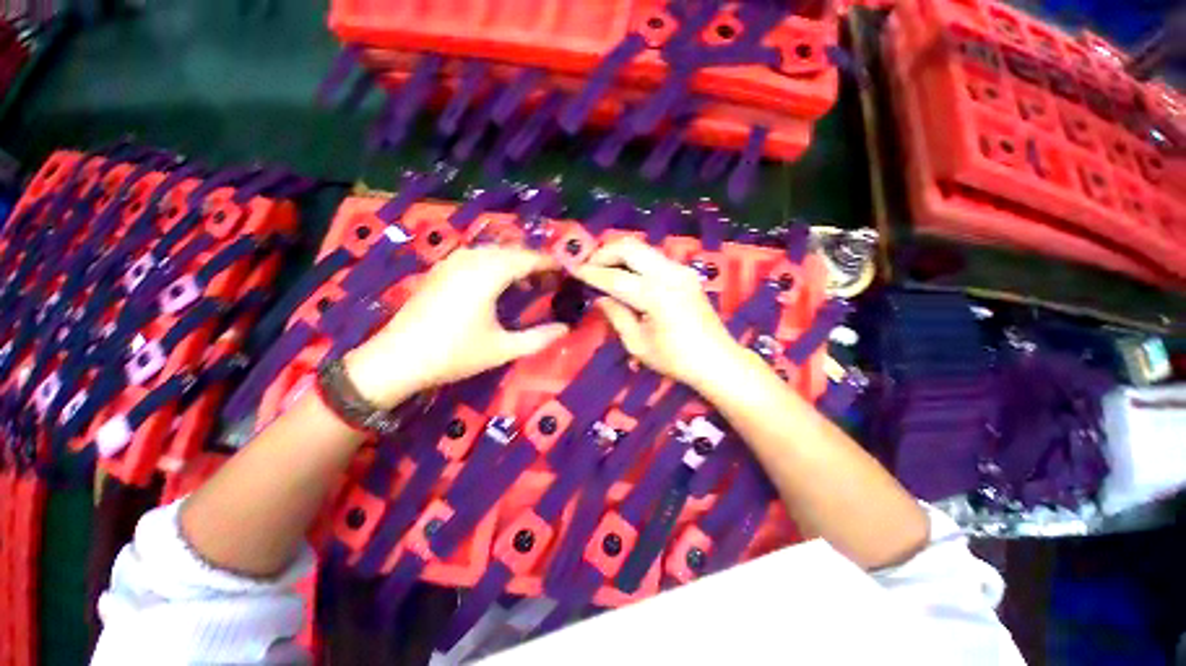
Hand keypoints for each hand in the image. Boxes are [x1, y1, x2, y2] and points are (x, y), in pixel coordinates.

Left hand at [345, 246, 568, 406]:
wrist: (397, 359)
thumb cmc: (454, 353)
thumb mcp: (503, 349)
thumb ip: (539, 338)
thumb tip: (566, 329)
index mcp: (488, 273)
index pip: (528, 259)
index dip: (550, 263)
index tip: (568, 271)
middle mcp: (470, 259)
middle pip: (511, 251)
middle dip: (534, 262)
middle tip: (552, 280)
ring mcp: (452, 262)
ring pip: (493, 252)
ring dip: (514, 262)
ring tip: (529, 282)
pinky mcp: (440, 270)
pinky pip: (476, 257)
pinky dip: (495, 264)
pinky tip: (498, 283)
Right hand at [573, 238, 741, 389]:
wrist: (717, 360)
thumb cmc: (675, 359)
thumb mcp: (638, 344)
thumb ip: (616, 315)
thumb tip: (600, 297)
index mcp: (655, 295)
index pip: (615, 277)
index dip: (591, 273)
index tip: (573, 270)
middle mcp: (669, 274)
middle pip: (630, 247)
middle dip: (604, 253)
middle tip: (588, 266)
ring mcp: (680, 270)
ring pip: (642, 248)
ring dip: (619, 254)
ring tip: (603, 269)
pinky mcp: (686, 272)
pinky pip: (653, 257)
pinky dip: (634, 260)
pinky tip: (625, 274)